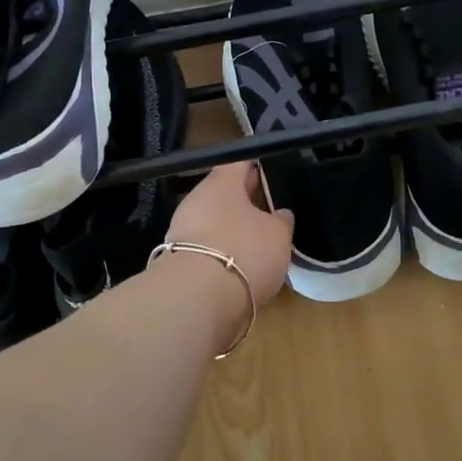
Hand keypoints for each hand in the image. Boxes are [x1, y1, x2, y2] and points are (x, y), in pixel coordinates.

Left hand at [164, 162, 294, 305]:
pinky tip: (243, 264)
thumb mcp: (278, 235)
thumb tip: (279, 214)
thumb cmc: (244, 251)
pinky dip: (225, 252)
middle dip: (248, 199)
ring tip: (262, 242)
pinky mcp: (180, 259)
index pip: (240, 161)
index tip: (275, 170)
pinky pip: (209, 247)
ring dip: (236, 228)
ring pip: (216, 220)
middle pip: (226, 192)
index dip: (258, 164)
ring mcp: (184, 229)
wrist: (197, 299)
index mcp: (222, 182)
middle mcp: (198, 199)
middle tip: (274, 208)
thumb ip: (281, 220)